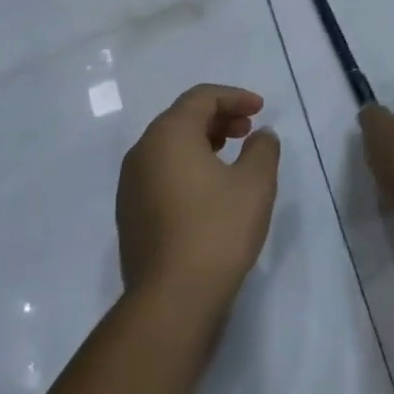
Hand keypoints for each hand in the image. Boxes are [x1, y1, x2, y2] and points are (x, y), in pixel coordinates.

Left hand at [117, 84, 280, 314]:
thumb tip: (260, 135)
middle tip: (249, 130)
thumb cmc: (218, 230)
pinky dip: (187, 167)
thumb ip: (263, 149)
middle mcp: (142, 152)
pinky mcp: (131, 213)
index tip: (261, 108)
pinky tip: (210, 190)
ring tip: (232, 156)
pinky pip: (161, 173)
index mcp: (168, 135)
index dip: (234, 97)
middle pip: (181, 119)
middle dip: (218, 117)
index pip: (200, 97)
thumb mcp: (255, 184)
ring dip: (202, 142)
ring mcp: (131, 184)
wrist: (172, 297)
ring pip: (169, 147)